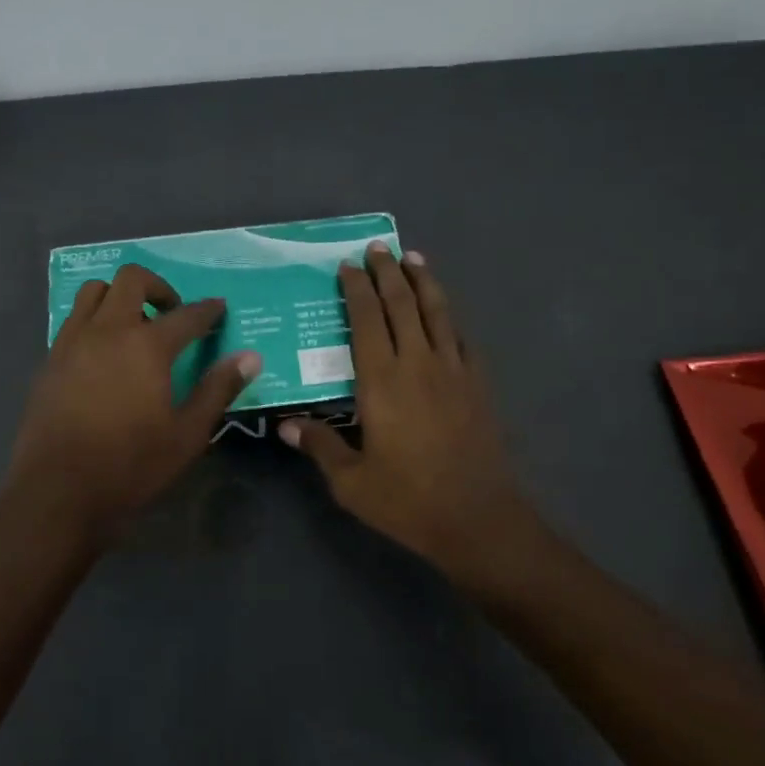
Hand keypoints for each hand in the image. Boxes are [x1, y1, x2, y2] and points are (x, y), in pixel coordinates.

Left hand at [5, 263, 260, 538]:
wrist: (57, 492)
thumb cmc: (131, 465)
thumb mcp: (187, 434)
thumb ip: (218, 389)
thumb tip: (250, 357)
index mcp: (147, 346)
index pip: (187, 315)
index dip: (208, 310)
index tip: (219, 309)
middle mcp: (108, 331)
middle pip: (132, 279)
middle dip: (158, 287)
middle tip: (172, 314)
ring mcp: (72, 342)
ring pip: (94, 292)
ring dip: (119, 297)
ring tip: (134, 326)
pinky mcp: (50, 360)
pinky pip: (73, 320)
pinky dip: (94, 321)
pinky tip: (104, 354)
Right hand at [280, 245, 537, 594]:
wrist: (478, 518)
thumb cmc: (408, 500)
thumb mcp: (351, 482)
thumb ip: (320, 446)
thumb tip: (286, 426)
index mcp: (382, 381)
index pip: (367, 320)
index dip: (356, 289)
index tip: (348, 265)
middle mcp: (418, 364)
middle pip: (402, 304)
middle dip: (388, 272)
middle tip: (378, 248)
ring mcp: (454, 371)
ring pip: (438, 312)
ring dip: (424, 281)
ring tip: (414, 258)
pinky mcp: (478, 385)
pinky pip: (462, 338)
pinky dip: (450, 317)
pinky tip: (446, 312)